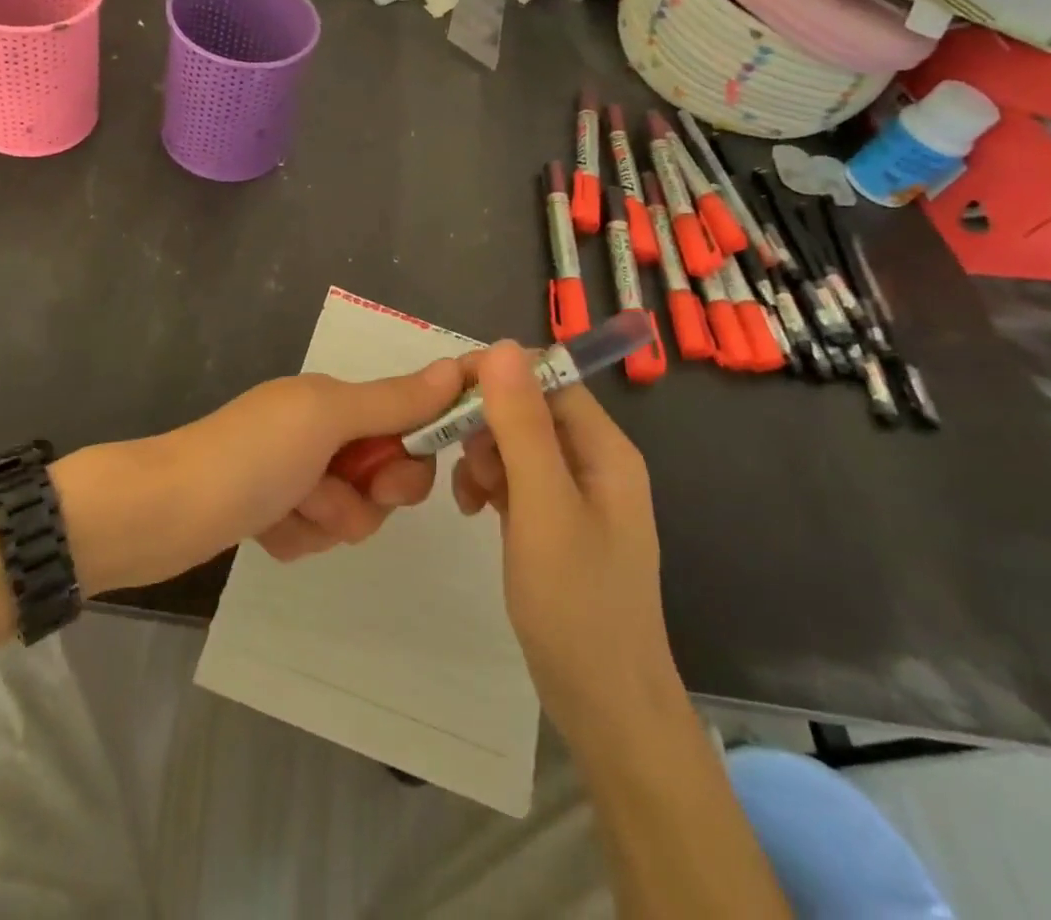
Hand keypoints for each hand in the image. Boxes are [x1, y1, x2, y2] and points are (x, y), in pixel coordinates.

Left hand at [53, 360, 462, 593]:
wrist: (162, 513)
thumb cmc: (250, 457)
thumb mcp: (326, 418)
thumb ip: (393, 401)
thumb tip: (459, 366)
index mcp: (332, 400)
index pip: (407, 423)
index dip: (411, 454)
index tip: (390, 476)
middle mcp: (317, 431)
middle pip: (385, 475)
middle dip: (364, 496)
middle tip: (325, 493)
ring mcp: (294, 474)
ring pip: (352, 512)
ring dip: (324, 520)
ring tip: (284, 511)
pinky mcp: (272, 512)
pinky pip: (315, 534)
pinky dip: (296, 537)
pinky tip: (264, 529)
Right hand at [453, 342, 678, 738]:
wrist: (604, 704)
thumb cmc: (577, 602)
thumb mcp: (543, 506)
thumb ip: (522, 425)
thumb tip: (500, 347)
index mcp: (604, 447)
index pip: (546, 377)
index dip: (496, 375)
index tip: (445, 394)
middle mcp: (593, 460)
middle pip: (528, 407)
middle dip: (484, 422)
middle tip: (453, 458)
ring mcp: (574, 492)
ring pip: (515, 442)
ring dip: (481, 455)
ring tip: (467, 495)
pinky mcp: (554, 520)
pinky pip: (514, 477)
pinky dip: (488, 483)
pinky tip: (472, 509)